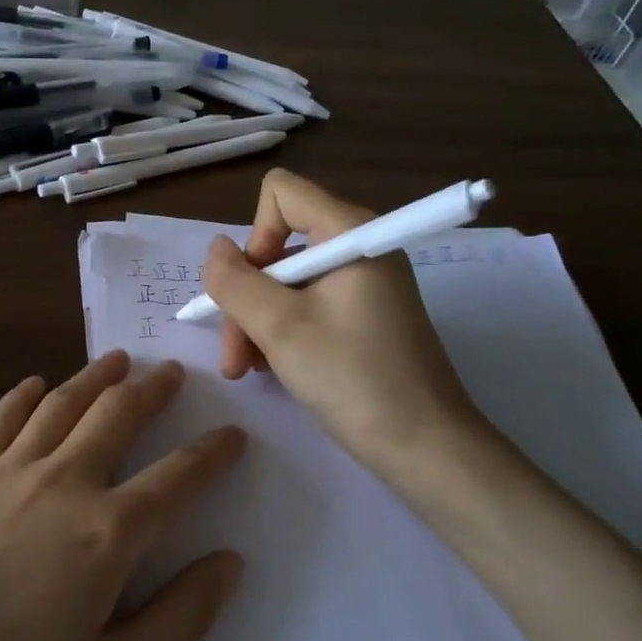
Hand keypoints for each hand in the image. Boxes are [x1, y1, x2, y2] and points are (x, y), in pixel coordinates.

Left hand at [0, 350, 245, 640]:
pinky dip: (25, 395)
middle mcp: (61, 483)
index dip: (212, 452)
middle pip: (118, 415)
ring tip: (119, 360)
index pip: (177, 477)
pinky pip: (0, 420)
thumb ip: (179, 617)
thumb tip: (230, 562)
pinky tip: (36, 384)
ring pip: (61, 404)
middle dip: (152, 389)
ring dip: (96, 377)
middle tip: (172, 372)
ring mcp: (5, 472)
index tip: (232, 433)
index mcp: (106, 533)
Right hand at [201, 169, 486, 475]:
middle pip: (278, 247)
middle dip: (247, 298)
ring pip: (286, 283)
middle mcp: (358, 248)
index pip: (282, 194)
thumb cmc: (353, 378)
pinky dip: (282, 333)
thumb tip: (215, 250)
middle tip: (236, 356)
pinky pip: (308, 306)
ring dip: (257, 323)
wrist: (426, 447)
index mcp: (350, 232)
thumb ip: (235, 281)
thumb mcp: (280, 327)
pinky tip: (272, 370)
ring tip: (248, 370)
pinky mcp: (364, 316)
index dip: (254, 236)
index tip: (253, 290)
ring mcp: (363, 285)